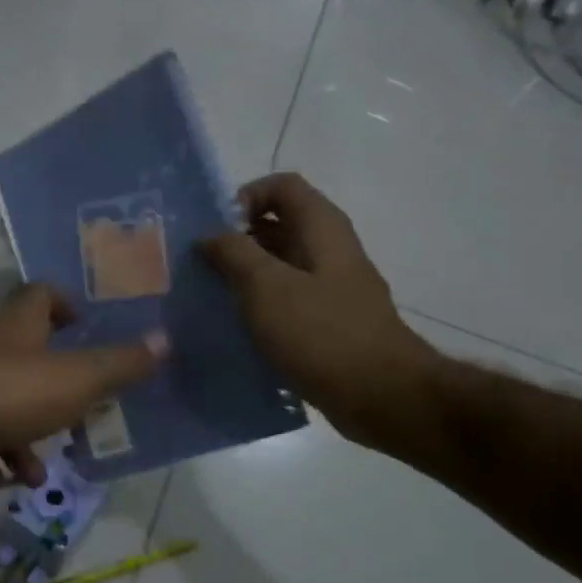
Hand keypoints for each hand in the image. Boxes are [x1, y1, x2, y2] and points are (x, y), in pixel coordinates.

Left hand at [0, 283, 166, 489]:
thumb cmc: (2, 392)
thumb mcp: (74, 380)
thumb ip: (119, 364)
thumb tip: (165, 339)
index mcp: (19, 326)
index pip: (41, 295)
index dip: (64, 304)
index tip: (82, 326)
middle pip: (22, 353)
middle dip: (51, 386)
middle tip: (76, 415)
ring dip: (20, 434)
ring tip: (38, 475)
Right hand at [199, 173, 440, 453]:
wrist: (381, 396)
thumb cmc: (321, 333)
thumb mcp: (266, 287)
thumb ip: (234, 253)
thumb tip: (210, 235)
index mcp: (322, 228)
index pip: (282, 186)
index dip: (245, 197)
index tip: (216, 231)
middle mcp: (329, 250)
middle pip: (278, 225)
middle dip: (236, 239)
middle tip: (200, 266)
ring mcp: (331, 288)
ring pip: (279, 265)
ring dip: (244, 275)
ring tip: (209, 297)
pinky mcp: (328, 322)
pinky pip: (287, 300)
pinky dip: (260, 306)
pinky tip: (235, 328)